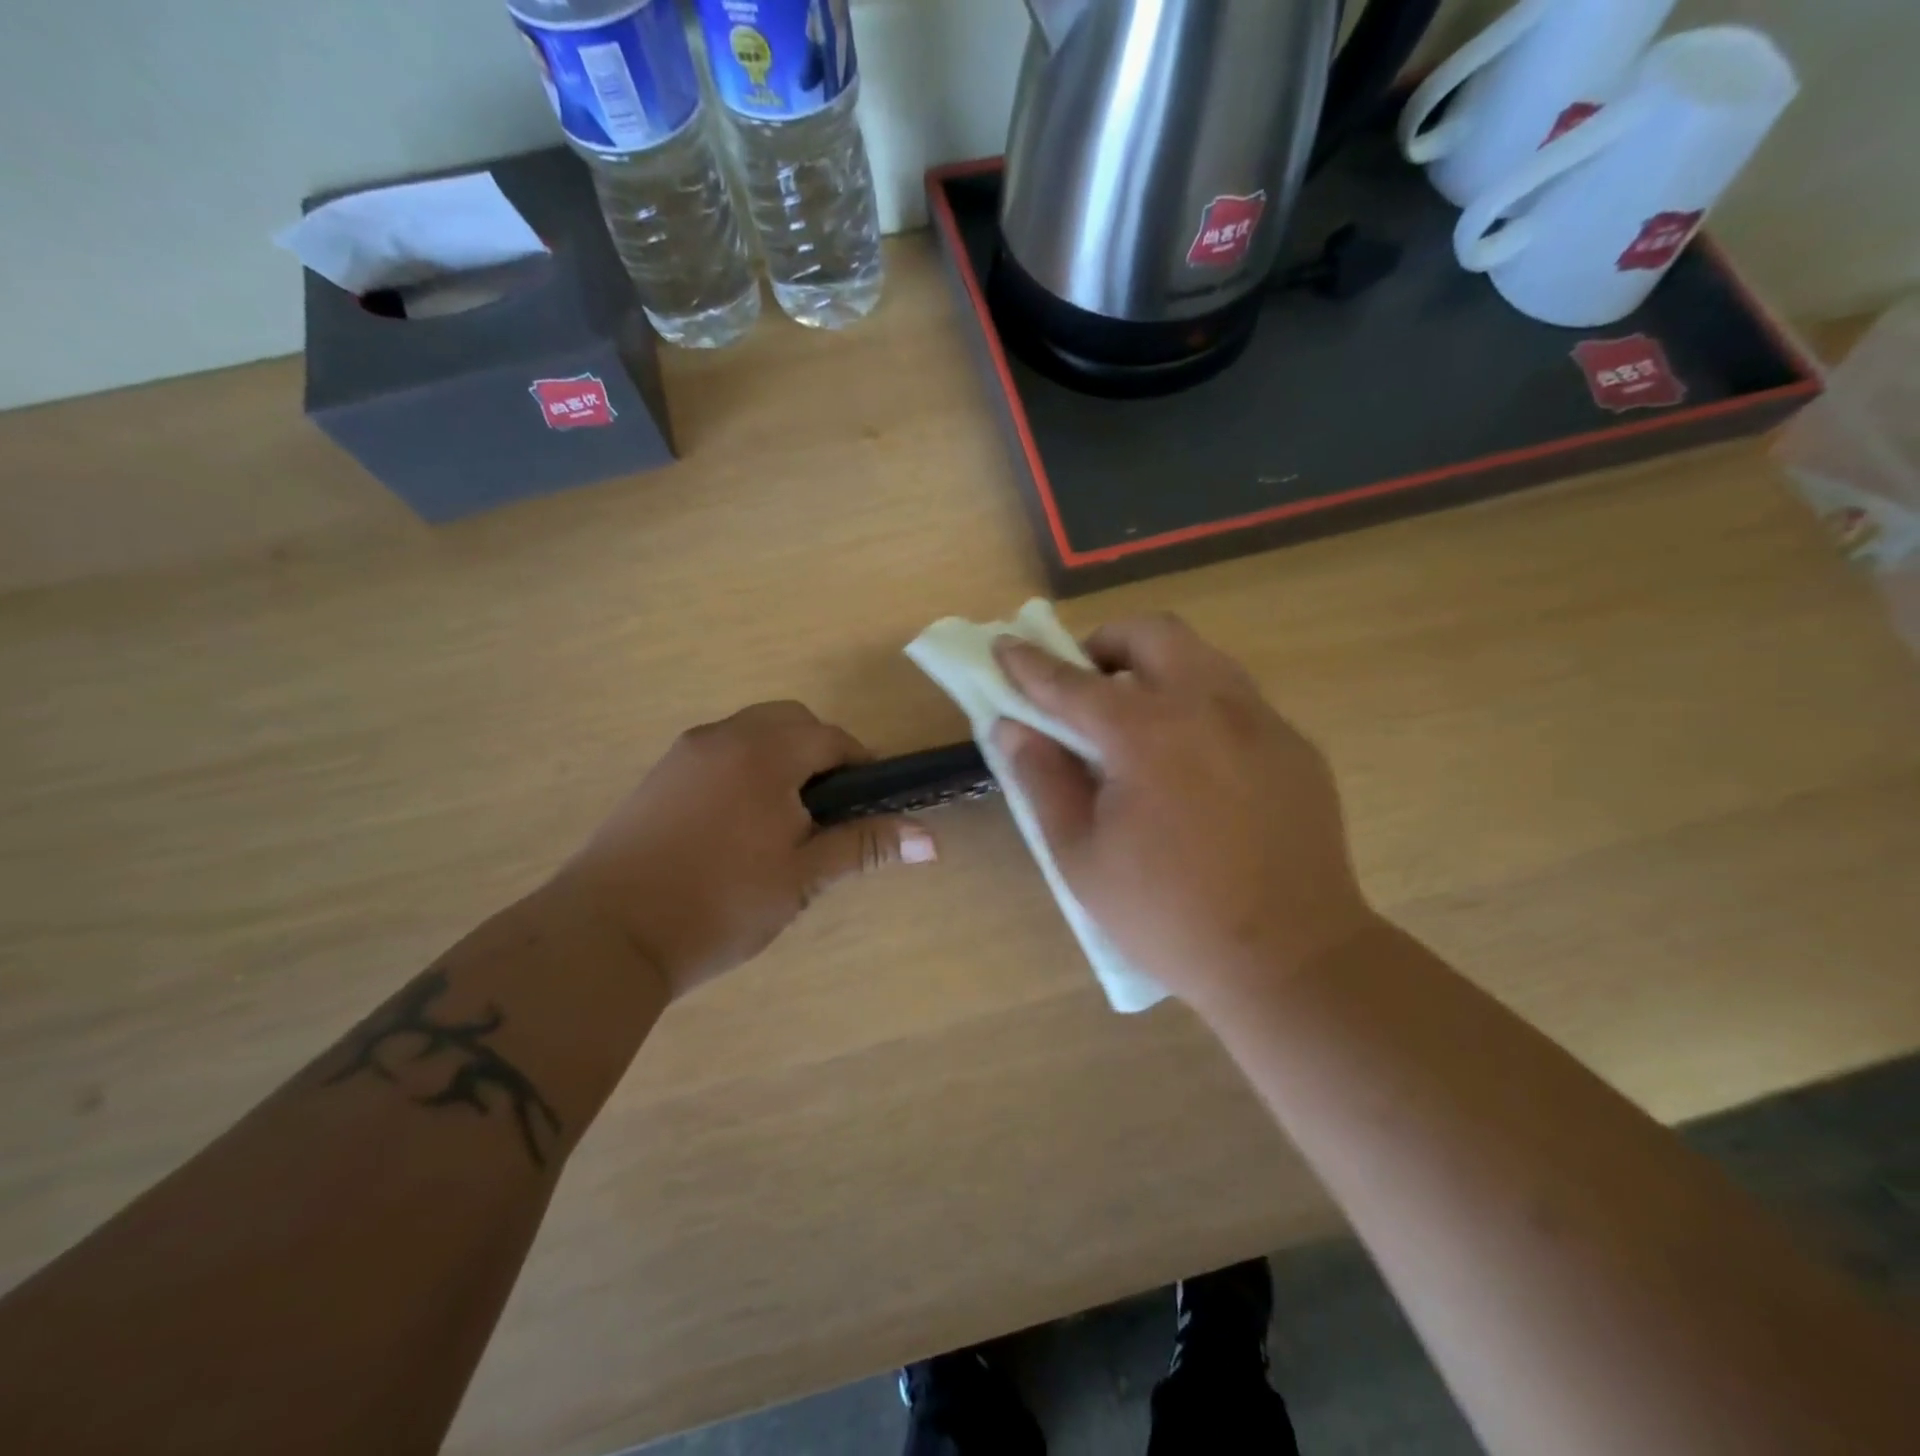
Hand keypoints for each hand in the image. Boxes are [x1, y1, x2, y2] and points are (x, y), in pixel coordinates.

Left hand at [555, 701, 936, 999]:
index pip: (830, 737)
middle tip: (829, 809)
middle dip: (820, 753)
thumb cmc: (718, 904)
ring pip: (751, 733)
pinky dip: (745, 768)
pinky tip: (739, 823)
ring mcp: (684, 753)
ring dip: (780, 758)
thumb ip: (864, 846)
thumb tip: (933, 841)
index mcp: (763, 752)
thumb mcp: (802, 878)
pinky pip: (719, 752)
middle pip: (790, 721)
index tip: (871, 802)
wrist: (606, 934)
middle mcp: (723, 736)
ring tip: (785, 818)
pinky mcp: (658, 775)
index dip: (860, 763)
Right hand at [993, 616, 1377, 1014]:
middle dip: (1106, 644)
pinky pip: (1237, 699)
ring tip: (1136, 717)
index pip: (1072, 682)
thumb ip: (1043, 780)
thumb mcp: (1081, 856)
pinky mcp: (1296, 746)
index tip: (1004, 647)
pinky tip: (1193, 762)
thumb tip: (1012, 727)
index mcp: (1147, 733)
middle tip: (1085, 684)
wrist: (1291, 959)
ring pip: (1202, 657)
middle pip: (1154, 633)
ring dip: (1157, 666)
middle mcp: (1210, 706)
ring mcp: (1262, 721)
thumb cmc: (1168, 915)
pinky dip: (1199, 705)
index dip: (1030, 663)